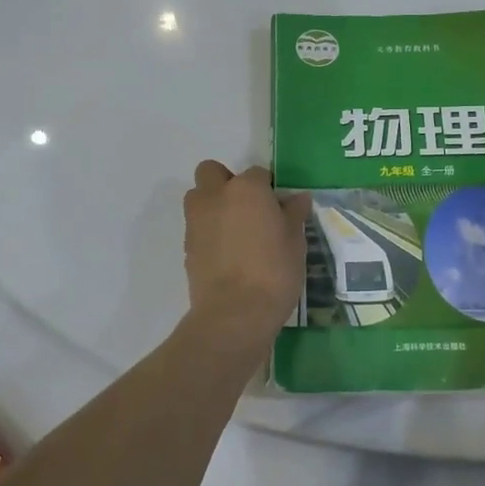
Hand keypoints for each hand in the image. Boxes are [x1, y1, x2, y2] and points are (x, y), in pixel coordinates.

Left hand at [182, 161, 310, 348]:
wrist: (235, 313)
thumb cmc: (274, 271)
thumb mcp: (295, 241)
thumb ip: (294, 213)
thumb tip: (298, 198)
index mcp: (246, 189)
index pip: (258, 174)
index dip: (269, 189)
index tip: (278, 208)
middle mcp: (215, 196)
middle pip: (212, 172)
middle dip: (226, 183)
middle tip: (248, 209)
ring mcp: (196, 221)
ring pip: (198, 197)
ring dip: (212, 204)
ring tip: (235, 231)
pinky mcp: (187, 246)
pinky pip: (197, 227)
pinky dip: (208, 232)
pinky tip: (228, 254)